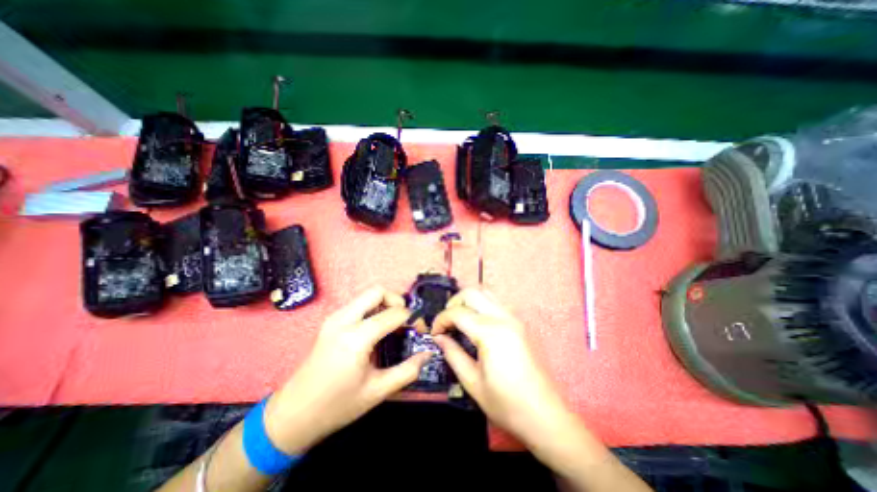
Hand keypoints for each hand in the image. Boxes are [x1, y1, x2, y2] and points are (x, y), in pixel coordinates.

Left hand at [263, 289, 434, 453]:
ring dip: (385, 304)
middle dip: (397, 300)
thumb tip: (428, 353)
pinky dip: (373, 309)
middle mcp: (344, 320)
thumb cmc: (337, 406)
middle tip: (405, 321)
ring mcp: (334, 318)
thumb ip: (408, 370)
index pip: (394, 313)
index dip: (413, 319)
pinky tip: (377, 330)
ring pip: (367, 295)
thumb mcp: (378, 391)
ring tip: (393, 326)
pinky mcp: (331, 321)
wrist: (293, 414)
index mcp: (356, 338)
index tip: (420, 331)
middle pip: (378, 291)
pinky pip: (358, 304)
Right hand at [434, 291, 572, 447]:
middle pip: (471, 292)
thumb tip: (439, 338)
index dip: (440, 320)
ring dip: (468, 300)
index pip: (457, 312)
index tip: (434, 334)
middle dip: (453, 303)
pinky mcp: (520, 322)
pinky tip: (476, 322)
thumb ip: (453, 354)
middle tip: (447, 323)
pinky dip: (481, 304)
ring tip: (459, 319)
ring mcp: (514, 317)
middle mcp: (503, 317)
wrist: (545, 415)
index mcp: (490, 333)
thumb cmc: (506, 404)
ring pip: (485, 292)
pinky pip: (496, 301)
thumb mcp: (472, 382)